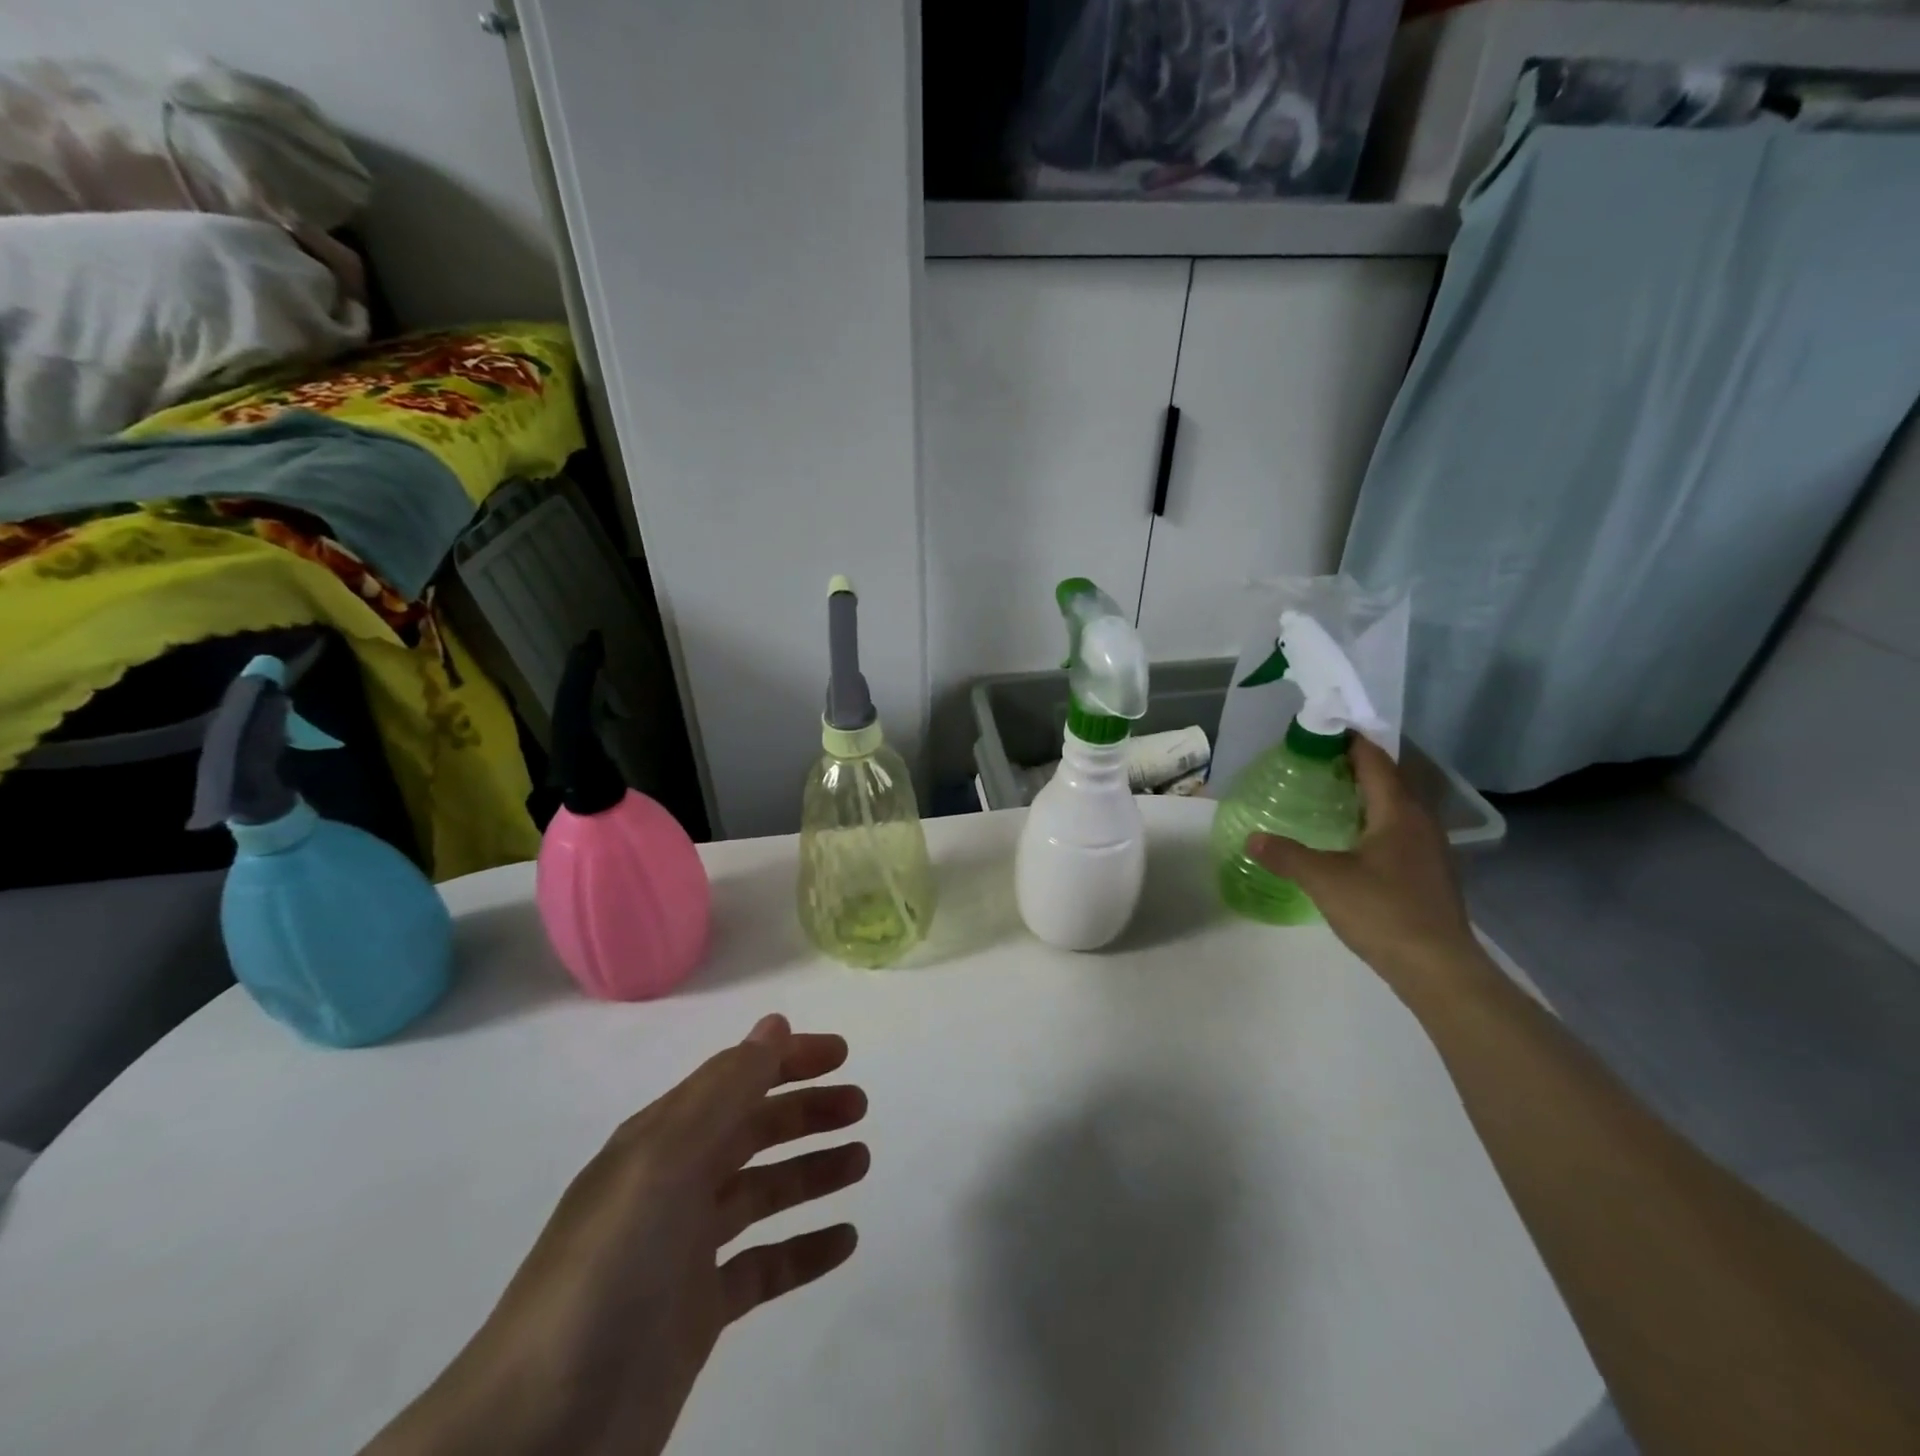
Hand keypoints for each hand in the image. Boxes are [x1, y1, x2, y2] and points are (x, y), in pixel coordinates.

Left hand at [364, 1015, 868, 1455]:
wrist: (536, 1438)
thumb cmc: (608, 1274)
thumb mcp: (664, 1164)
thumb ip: (725, 1091)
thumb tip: (774, 1024)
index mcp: (659, 1142)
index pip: (733, 1079)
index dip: (786, 1060)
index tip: (842, 1053)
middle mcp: (672, 1185)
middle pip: (751, 1131)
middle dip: (805, 1111)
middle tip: (860, 1106)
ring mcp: (684, 1251)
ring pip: (762, 1193)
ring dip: (811, 1171)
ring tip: (862, 1162)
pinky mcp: (697, 1314)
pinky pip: (763, 1266)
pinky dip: (803, 1249)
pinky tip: (843, 1241)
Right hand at [1245, 736, 1486, 996]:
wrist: (1439, 969)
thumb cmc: (1383, 911)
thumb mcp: (1324, 880)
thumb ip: (1286, 855)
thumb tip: (1252, 838)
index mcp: (1398, 813)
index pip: (1375, 761)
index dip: (1350, 742)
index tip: (1320, 732)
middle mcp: (1420, 822)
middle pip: (1388, 781)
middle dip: (1354, 768)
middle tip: (1315, 765)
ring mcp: (1430, 850)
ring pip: (1395, 809)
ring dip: (1366, 797)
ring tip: (1329, 798)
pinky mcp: (1429, 874)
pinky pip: (1398, 833)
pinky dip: (1374, 824)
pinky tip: (1351, 841)